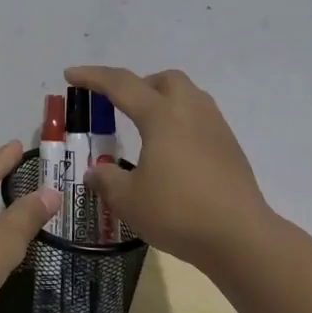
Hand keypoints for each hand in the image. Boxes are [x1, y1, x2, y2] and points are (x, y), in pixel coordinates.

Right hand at [66, 66, 272, 270]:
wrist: (240, 237)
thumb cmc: (178, 212)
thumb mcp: (128, 199)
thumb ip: (106, 180)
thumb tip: (95, 172)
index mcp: (162, 116)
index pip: (121, 85)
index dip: (93, 77)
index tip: (71, 75)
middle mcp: (191, 112)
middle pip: (166, 79)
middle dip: (140, 85)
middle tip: (122, 107)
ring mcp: (216, 129)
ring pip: (189, 96)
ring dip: (164, 102)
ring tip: (147, 130)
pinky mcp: (230, 149)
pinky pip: (202, 120)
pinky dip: (181, 124)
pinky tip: (173, 154)